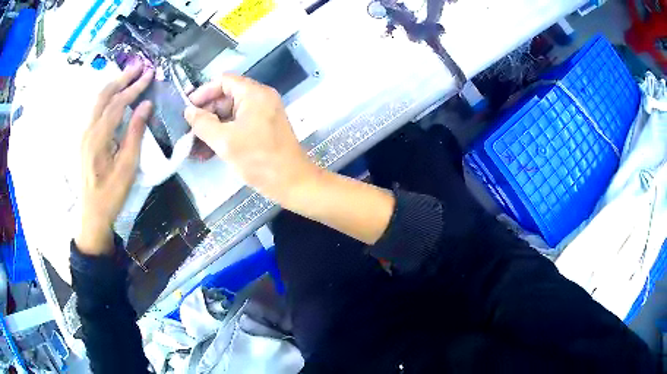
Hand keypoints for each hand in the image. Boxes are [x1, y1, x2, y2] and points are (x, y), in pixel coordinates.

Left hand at [76, 62, 153, 254]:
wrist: (92, 213)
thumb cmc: (111, 194)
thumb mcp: (127, 167)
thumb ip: (135, 133)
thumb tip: (145, 106)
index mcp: (98, 137)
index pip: (117, 103)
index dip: (134, 87)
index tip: (150, 74)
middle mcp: (88, 130)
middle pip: (104, 95)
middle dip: (123, 78)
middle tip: (140, 66)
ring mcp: (84, 133)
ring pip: (97, 100)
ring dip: (114, 85)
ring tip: (129, 75)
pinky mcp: (84, 138)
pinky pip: (95, 110)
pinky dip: (107, 97)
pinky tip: (115, 94)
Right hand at [184, 75, 318, 203]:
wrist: (292, 182)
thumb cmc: (259, 159)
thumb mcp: (225, 141)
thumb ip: (203, 124)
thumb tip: (189, 112)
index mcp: (254, 94)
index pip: (224, 81)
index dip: (204, 92)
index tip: (188, 108)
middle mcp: (260, 99)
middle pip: (226, 97)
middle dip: (206, 113)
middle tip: (189, 129)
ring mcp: (263, 114)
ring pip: (231, 113)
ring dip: (212, 127)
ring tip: (193, 144)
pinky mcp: (263, 129)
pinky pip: (239, 125)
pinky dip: (224, 134)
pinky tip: (207, 151)